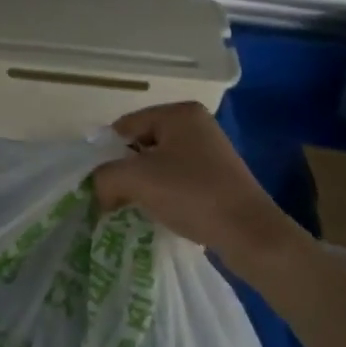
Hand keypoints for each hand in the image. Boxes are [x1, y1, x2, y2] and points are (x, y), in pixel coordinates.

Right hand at [94, 102, 297, 265]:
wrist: (248, 233)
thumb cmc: (191, 194)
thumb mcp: (136, 179)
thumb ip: (104, 177)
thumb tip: (97, 190)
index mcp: (178, 113)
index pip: (124, 126)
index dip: (106, 153)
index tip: (100, 181)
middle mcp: (196, 125)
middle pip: (141, 144)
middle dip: (125, 170)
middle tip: (113, 196)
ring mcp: (209, 151)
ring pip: (158, 164)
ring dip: (143, 184)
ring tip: (134, 206)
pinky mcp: (217, 177)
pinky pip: (177, 179)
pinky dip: (163, 194)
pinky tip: (160, 212)